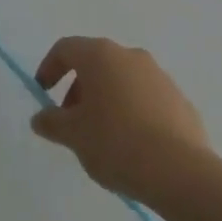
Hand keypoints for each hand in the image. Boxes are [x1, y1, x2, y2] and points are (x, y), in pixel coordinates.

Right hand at [30, 37, 210, 204]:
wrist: (180, 171)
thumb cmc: (116, 143)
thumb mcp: (73, 135)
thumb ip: (51, 122)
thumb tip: (40, 117)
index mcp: (101, 55)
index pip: (66, 48)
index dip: (49, 68)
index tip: (44, 94)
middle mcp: (130, 55)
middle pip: (95, 63)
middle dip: (78, 89)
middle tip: (72, 122)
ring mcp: (158, 76)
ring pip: (122, 80)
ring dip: (106, 100)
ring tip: (102, 137)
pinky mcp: (179, 99)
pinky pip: (146, 98)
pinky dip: (132, 112)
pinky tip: (132, 145)